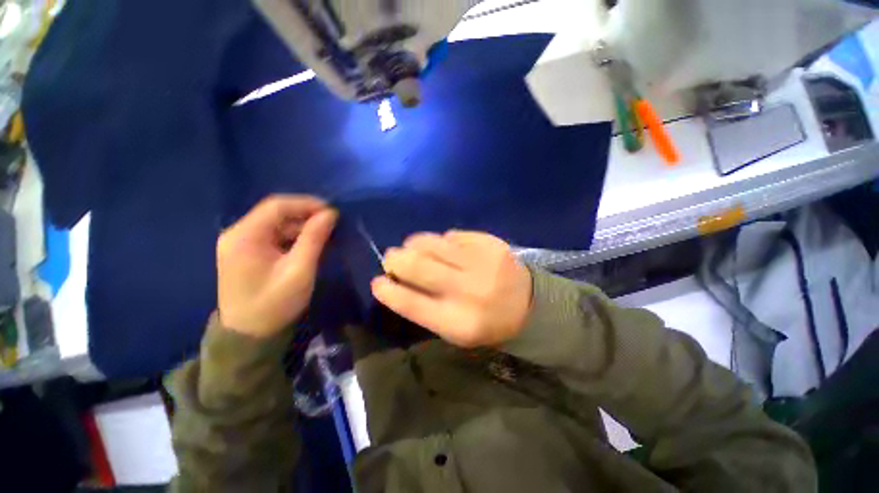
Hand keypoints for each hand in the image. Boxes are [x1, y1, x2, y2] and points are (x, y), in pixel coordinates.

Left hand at [217, 195, 336, 337]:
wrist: (249, 336)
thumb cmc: (275, 304)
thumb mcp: (299, 270)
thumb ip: (314, 238)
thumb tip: (330, 214)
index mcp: (244, 236)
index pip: (277, 206)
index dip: (307, 204)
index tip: (333, 211)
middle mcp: (238, 234)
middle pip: (276, 214)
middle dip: (306, 215)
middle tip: (333, 224)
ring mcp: (241, 244)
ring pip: (277, 225)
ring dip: (302, 227)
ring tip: (326, 234)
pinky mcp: (247, 253)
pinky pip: (274, 237)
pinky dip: (294, 237)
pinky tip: (310, 244)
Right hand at [371, 231, 532, 347]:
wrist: (528, 305)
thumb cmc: (485, 322)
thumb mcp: (454, 330)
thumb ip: (424, 309)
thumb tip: (395, 282)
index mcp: (458, 322)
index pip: (410, 303)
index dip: (387, 291)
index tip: (377, 282)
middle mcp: (468, 290)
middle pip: (417, 267)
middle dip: (395, 260)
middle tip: (391, 258)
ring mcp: (481, 262)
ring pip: (432, 243)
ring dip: (414, 244)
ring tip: (412, 247)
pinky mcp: (490, 243)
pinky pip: (452, 235)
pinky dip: (441, 240)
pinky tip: (444, 248)